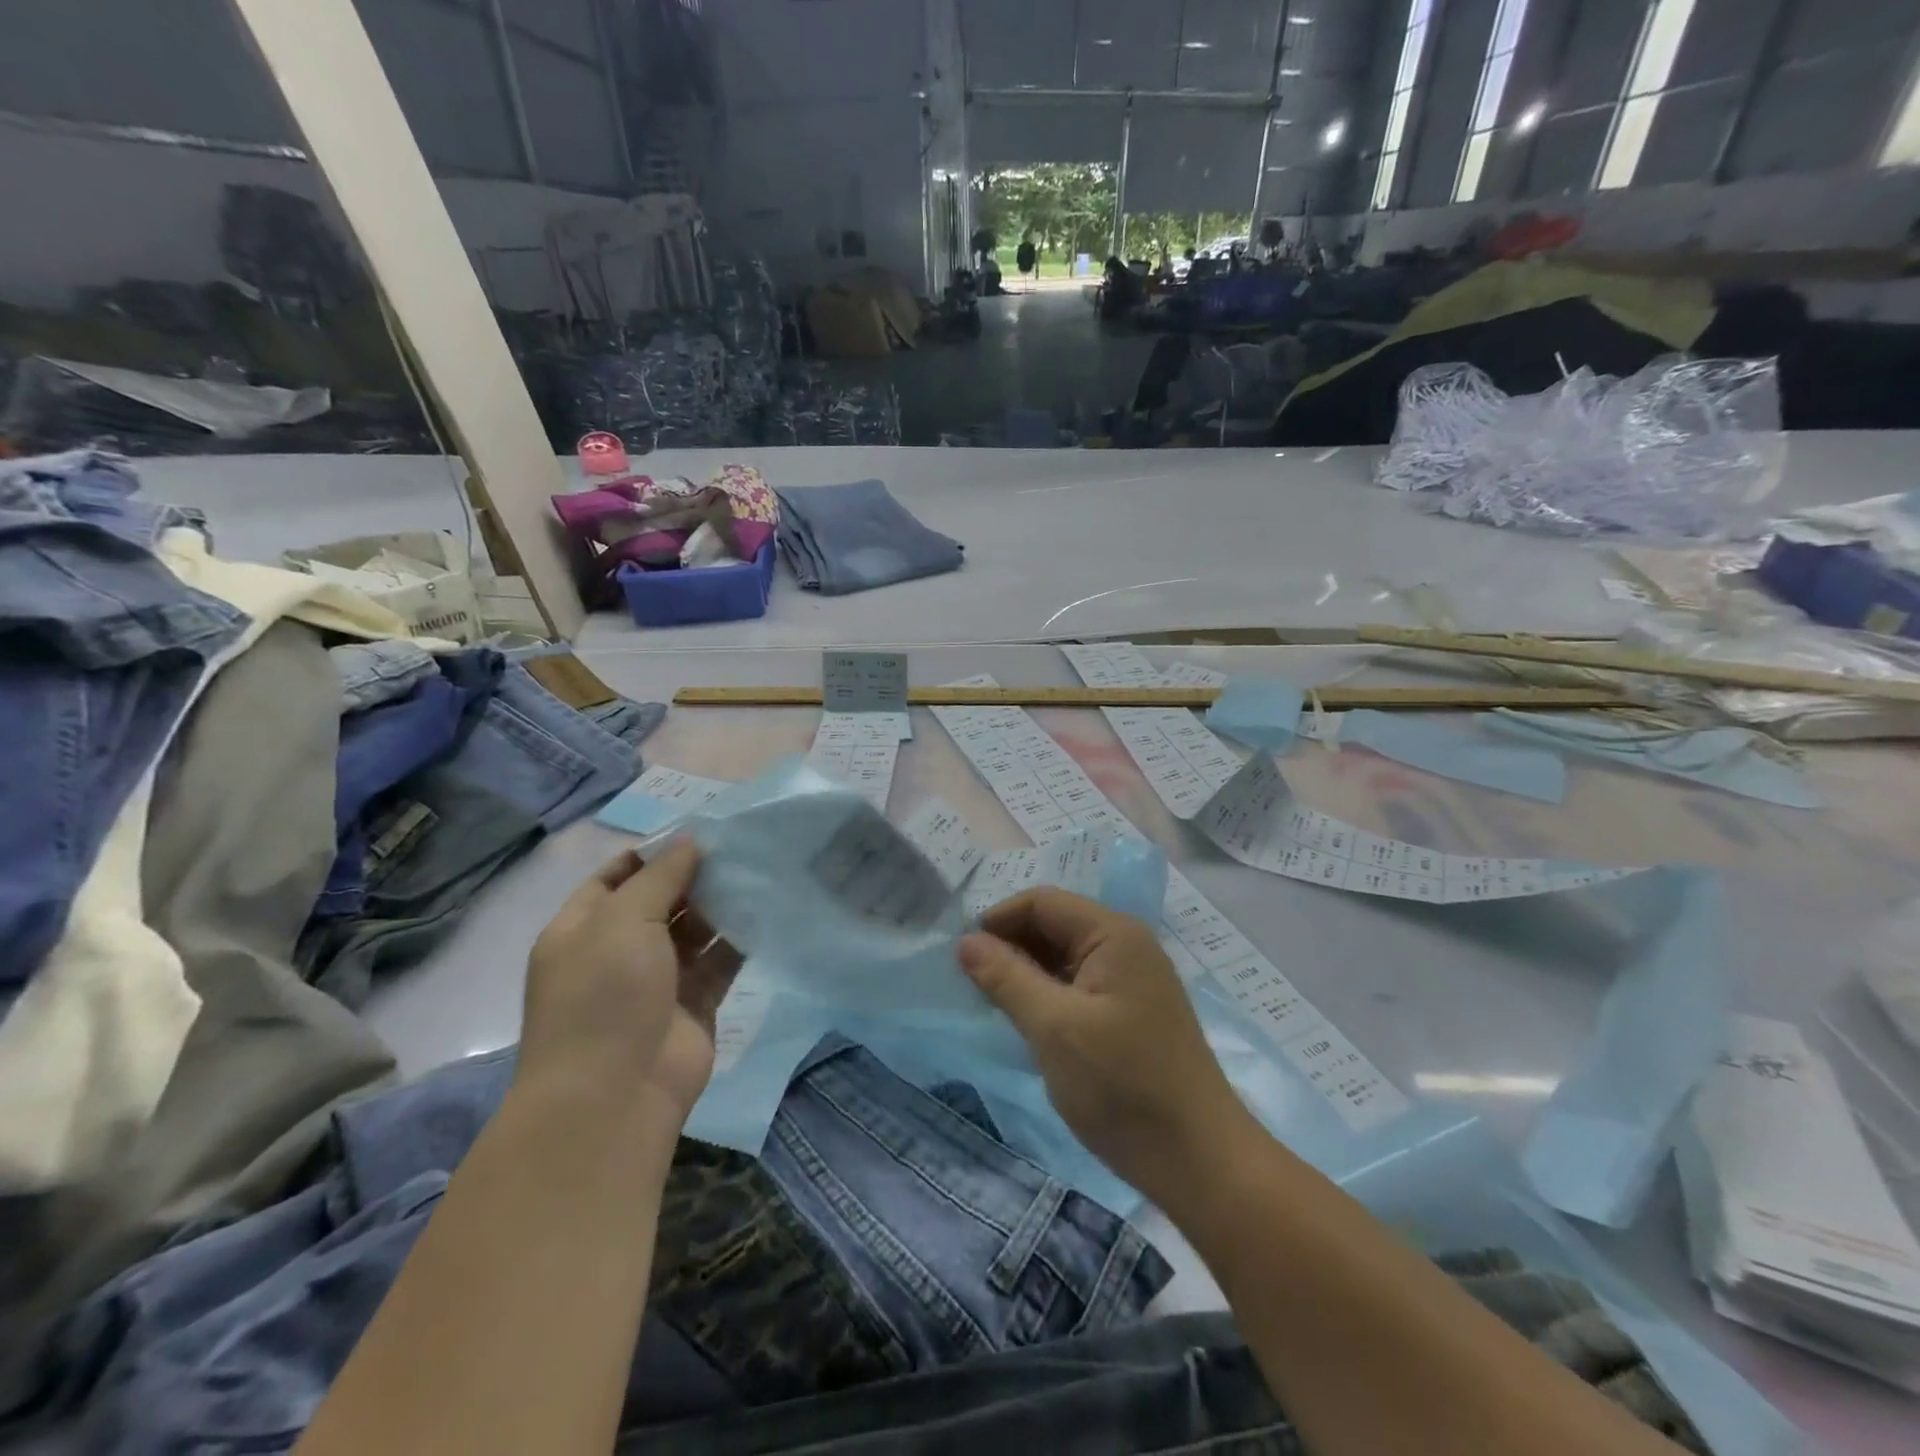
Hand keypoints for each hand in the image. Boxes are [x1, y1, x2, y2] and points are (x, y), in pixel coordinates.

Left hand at [520, 841, 740, 1123]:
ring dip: (720, 905)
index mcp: (583, 929)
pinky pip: (719, 961)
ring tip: (758, 871)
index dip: (654, 853)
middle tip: (740, 846)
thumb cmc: (605, 995)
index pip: (617, 877)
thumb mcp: (623, 920)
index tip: (699, 832)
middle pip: (661, 900)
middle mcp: (618, 951)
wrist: (615, 1094)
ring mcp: (658, 979)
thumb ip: (661, 876)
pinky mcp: (695, 1003)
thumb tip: (690, 840)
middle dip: (695, 875)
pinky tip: (765, 911)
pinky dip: (738, 939)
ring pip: (694, 930)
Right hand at [958, 889, 1249, 1200]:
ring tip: (993, 1003)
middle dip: (1011, 945)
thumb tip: (965, 941)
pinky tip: (1029, 1021)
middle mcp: (1127, 945)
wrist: (1199, 1160)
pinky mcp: (1132, 1011)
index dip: (999, 919)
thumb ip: (1006, 977)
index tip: (962, 955)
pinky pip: (1080, 985)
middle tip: (972, 983)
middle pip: (1055, 924)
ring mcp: (1133, 979)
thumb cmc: (1122, 1086)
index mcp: (1113, 933)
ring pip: (1065, 956)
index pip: (1043, 902)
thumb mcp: (1053, 1028)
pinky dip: (1049, 994)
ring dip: (1027, 972)